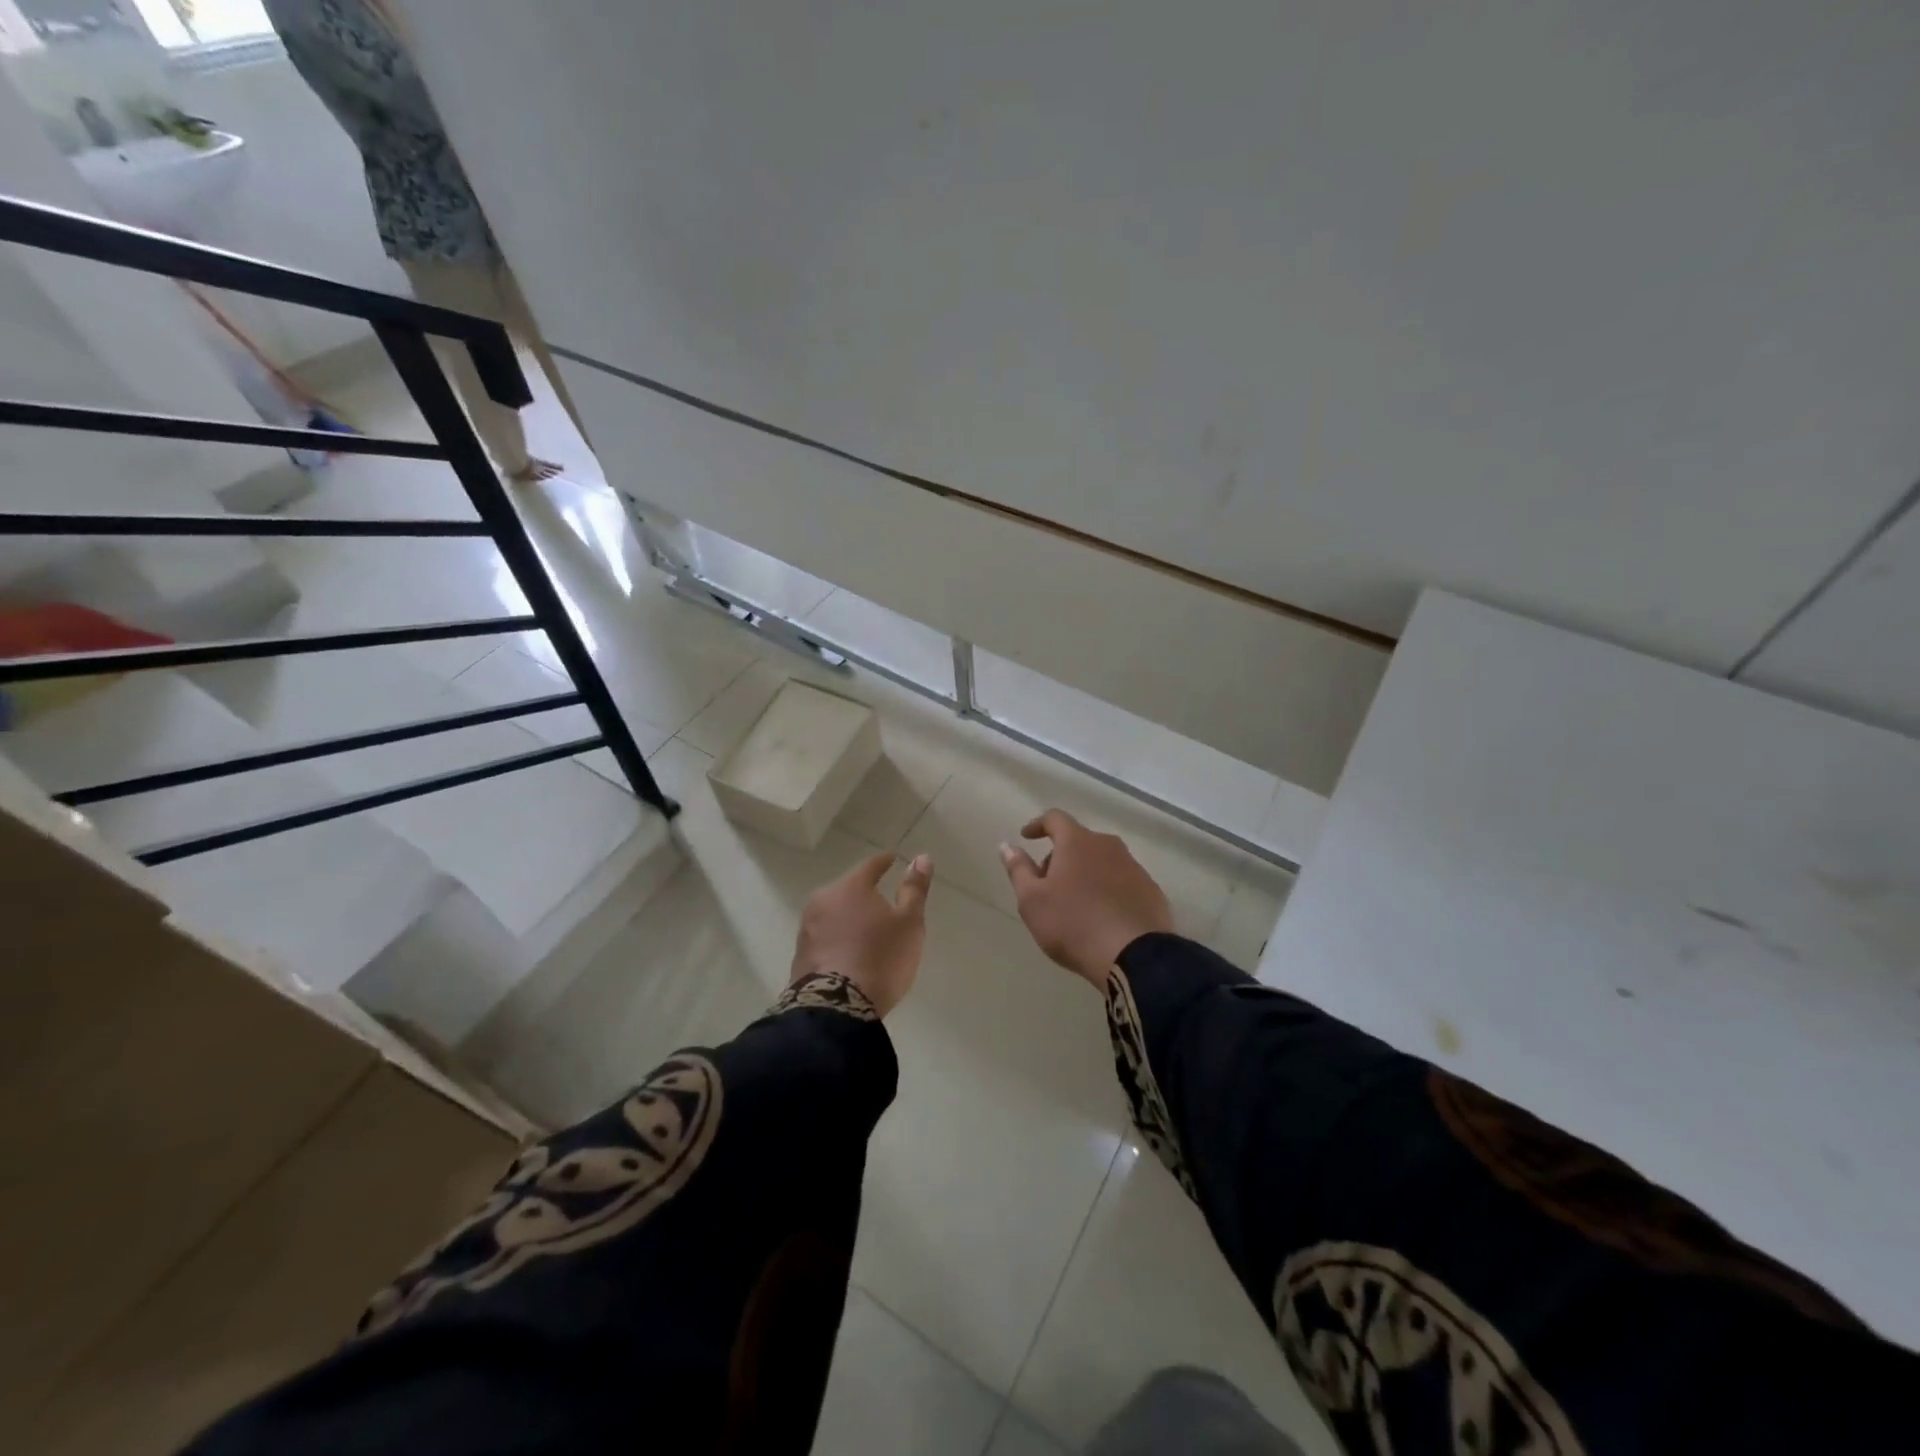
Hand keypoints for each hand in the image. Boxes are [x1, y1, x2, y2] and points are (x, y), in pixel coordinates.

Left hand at [790, 851, 933, 1016]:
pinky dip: (837, 938)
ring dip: (848, 917)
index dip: (884, 862)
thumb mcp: (909, 924)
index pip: (870, 865)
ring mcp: (807, 928)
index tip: (892, 859)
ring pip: (833, 913)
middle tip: (882, 902)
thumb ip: (914, 890)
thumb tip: (922, 857)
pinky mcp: (800, 955)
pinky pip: (824, 937)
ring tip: (865, 931)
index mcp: (850, 887)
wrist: (836, 1008)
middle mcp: (823, 900)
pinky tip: (848, 952)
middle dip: (864, 893)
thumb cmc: (880, 958)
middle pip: (848, 889)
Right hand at [999, 809, 1172, 990]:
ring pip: (1102, 861)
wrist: (1134, 955)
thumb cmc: (1072, 924)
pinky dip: (1108, 889)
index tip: (1026, 836)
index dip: (1038, 825)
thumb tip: (1007, 845)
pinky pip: (1122, 881)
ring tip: (1075, 903)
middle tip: (1047, 883)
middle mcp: (1108, 846)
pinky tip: (1102, 915)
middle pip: (1079, 841)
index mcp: (1077, 842)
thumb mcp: (1032, 901)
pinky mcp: (1151, 890)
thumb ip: (1018, 869)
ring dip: (1085, 873)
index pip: (1055, 818)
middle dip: (1060, 856)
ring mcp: (1134, 867)